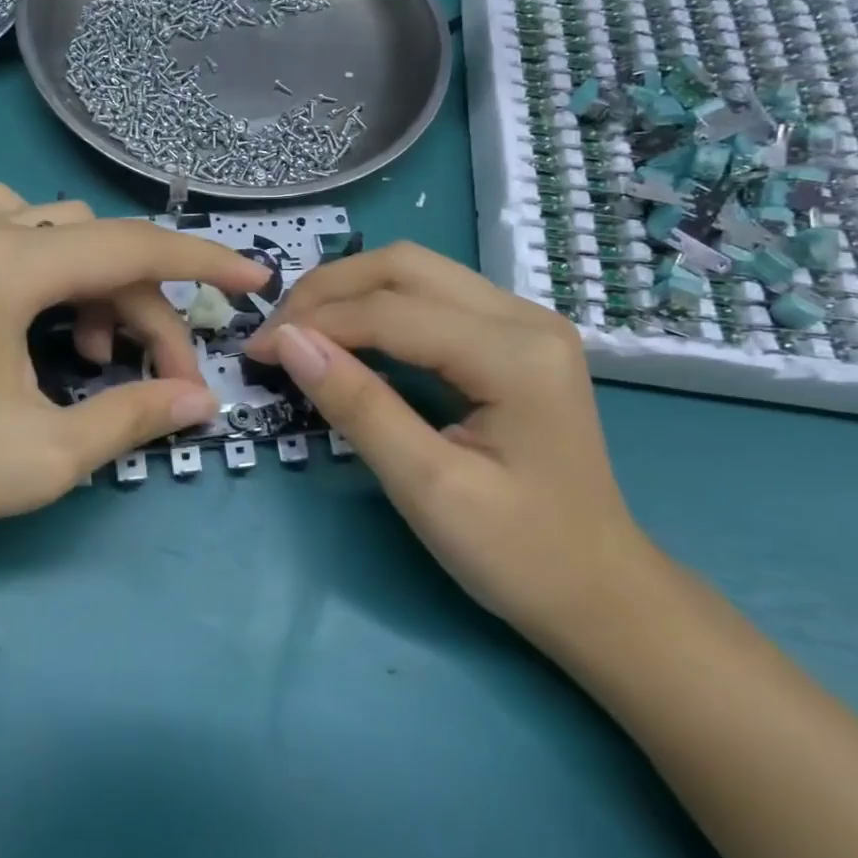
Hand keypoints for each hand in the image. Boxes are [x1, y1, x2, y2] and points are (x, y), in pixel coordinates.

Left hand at [0, 181, 268, 554]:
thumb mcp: (46, 454)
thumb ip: (133, 416)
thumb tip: (202, 401)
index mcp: (9, 264)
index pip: (135, 247)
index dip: (206, 262)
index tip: (257, 281)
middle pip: (100, 247)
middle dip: (148, 308)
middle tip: (163, 378)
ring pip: (59, 232)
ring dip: (99, 283)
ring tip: (93, 351)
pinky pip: (12, 234)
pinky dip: (52, 268)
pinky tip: (46, 322)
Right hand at [246, 242, 650, 642]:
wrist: (600, 591)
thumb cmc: (519, 554)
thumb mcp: (427, 487)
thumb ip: (358, 406)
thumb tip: (288, 341)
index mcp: (515, 354)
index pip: (391, 311)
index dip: (315, 322)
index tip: (256, 350)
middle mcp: (525, 316)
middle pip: (404, 266)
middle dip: (328, 291)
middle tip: (275, 334)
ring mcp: (525, 322)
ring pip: (416, 273)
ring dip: (350, 293)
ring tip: (300, 331)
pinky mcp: (514, 338)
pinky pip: (432, 299)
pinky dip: (378, 309)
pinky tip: (347, 337)